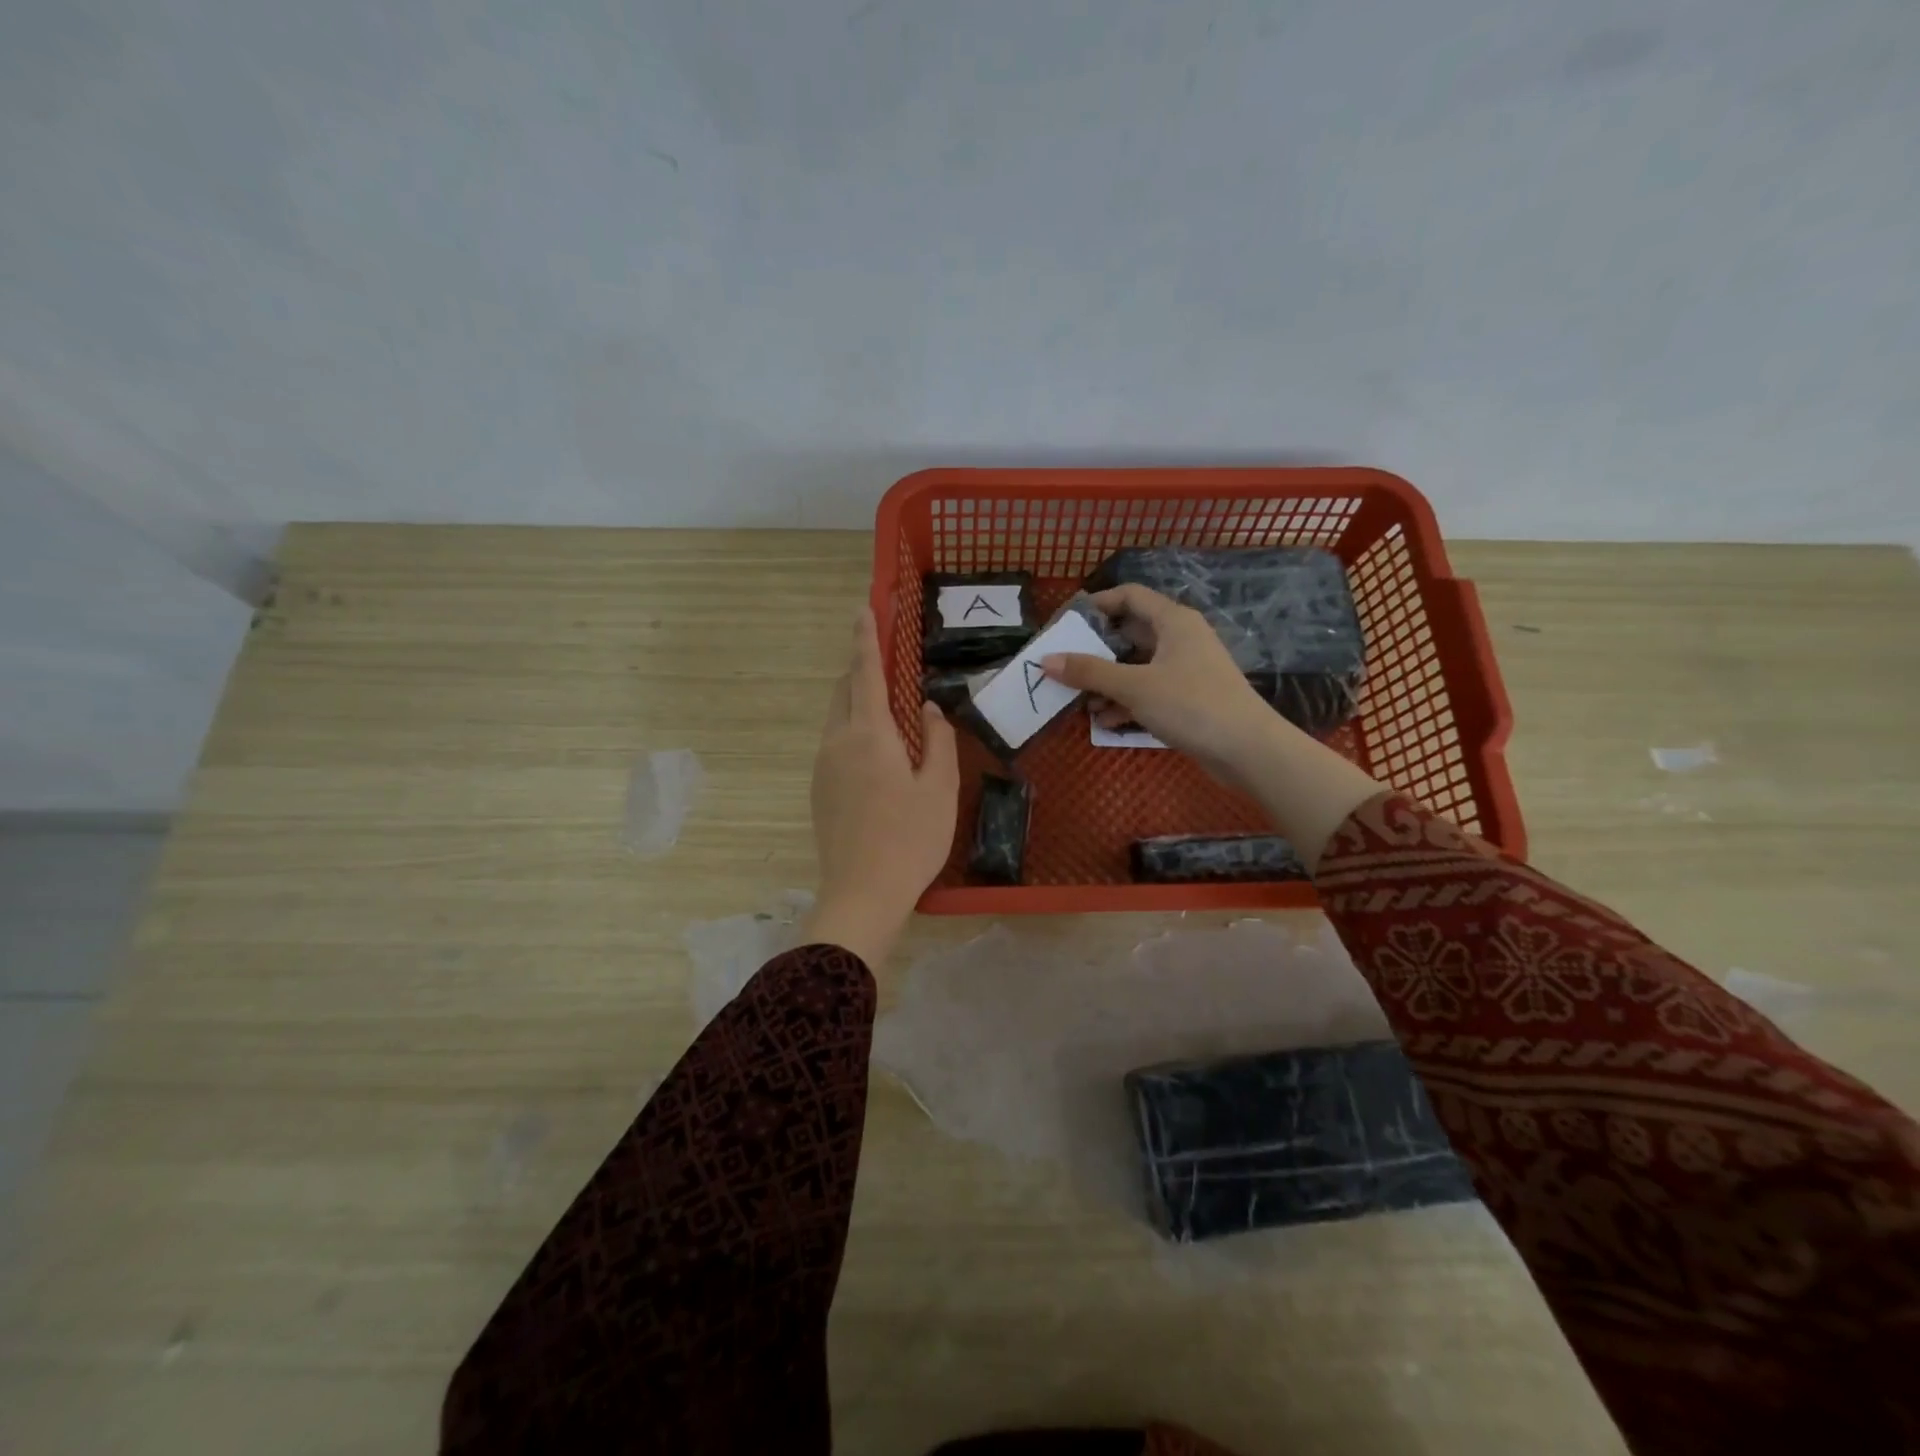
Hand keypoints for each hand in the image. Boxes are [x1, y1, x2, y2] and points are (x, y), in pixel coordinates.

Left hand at [806, 606, 958, 965]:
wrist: (861, 894)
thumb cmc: (910, 839)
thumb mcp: (939, 789)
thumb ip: (937, 740)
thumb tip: (926, 708)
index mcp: (868, 735)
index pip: (865, 673)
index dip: (866, 638)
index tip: (864, 608)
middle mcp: (837, 742)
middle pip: (845, 692)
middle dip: (861, 668)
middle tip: (886, 659)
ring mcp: (823, 767)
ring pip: (838, 718)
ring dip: (858, 701)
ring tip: (888, 707)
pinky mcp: (819, 790)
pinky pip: (835, 743)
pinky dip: (853, 729)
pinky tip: (877, 752)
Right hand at [1040, 584, 1277, 788]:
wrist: (1247, 749)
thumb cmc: (1191, 704)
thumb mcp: (1134, 686)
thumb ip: (1089, 672)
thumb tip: (1045, 660)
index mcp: (1173, 621)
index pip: (1129, 596)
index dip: (1097, 604)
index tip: (1066, 623)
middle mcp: (1180, 638)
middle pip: (1129, 633)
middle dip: (1096, 652)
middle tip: (1065, 666)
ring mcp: (1185, 669)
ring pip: (1137, 666)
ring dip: (1108, 682)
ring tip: (1080, 701)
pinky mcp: (1187, 698)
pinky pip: (1148, 690)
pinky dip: (1125, 701)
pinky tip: (1104, 721)